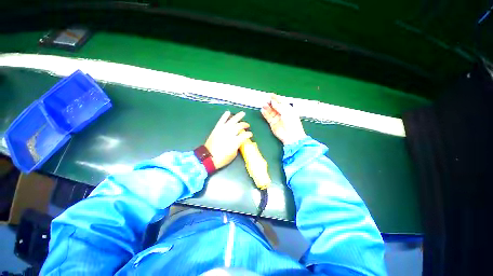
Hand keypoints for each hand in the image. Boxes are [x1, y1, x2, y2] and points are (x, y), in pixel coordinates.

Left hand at [205, 111, 252, 168]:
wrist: (208, 157)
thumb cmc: (222, 158)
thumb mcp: (233, 154)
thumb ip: (237, 145)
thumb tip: (239, 140)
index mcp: (235, 141)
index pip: (245, 135)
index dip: (249, 134)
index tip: (250, 134)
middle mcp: (229, 134)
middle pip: (239, 126)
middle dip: (244, 125)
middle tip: (247, 125)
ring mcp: (222, 130)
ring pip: (231, 121)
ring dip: (238, 116)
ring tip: (242, 113)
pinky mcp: (217, 129)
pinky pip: (221, 121)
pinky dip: (225, 116)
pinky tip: (228, 112)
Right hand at [261, 94, 305, 144]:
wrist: (291, 136)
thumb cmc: (292, 123)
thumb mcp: (286, 112)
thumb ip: (278, 106)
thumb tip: (273, 101)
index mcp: (287, 109)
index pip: (280, 102)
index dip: (275, 98)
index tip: (270, 95)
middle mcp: (282, 113)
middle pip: (274, 106)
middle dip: (270, 102)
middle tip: (265, 100)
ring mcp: (277, 118)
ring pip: (270, 111)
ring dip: (267, 107)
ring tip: (263, 105)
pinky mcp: (272, 123)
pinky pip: (268, 117)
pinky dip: (265, 113)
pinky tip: (263, 110)